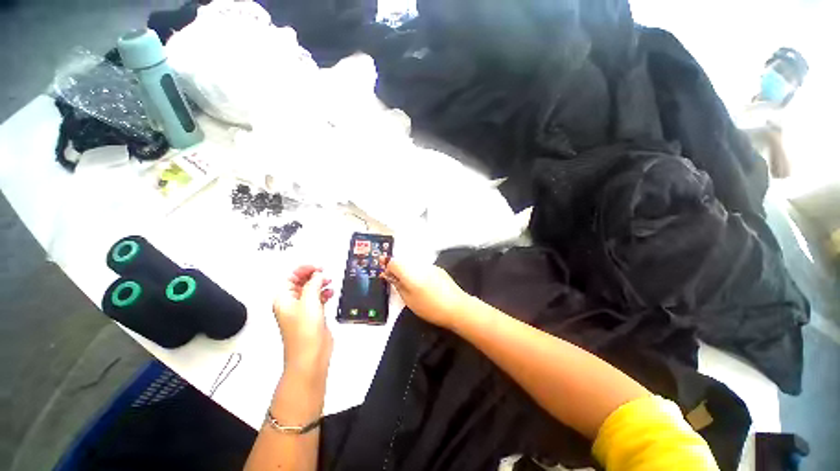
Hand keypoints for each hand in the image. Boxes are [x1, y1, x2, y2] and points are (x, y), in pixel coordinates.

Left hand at [273, 266, 333, 377]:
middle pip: (301, 283)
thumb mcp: (309, 301)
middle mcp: (291, 303)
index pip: (290, 277)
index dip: (303, 270)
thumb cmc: (304, 329)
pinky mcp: (313, 316)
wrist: (311, 354)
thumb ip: (313, 284)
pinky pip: (318, 299)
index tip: (318, 267)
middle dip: (313, 276)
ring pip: (311, 290)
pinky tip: (331, 293)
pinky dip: (324, 294)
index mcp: (283, 299)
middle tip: (324, 272)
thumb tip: (318, 274)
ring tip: (329, 282)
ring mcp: (302, 310)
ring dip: (320, 284)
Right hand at [381, 257, 469, 328]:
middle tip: (400, 286)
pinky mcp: (439, 270)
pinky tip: (426, 287)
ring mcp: (431, 266)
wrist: (457, 307)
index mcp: (410, 272)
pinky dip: (420, 274)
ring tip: (414, 288)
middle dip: (399, 271)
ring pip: (414, 265)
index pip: (393, 262)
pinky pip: (424, 268)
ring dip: (410, 272)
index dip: (388, 269)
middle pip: (404, 262)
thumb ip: (398, 285)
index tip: (389, 279)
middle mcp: (420, 265)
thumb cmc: (430, 307)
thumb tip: (389, 276)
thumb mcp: (409, 300)